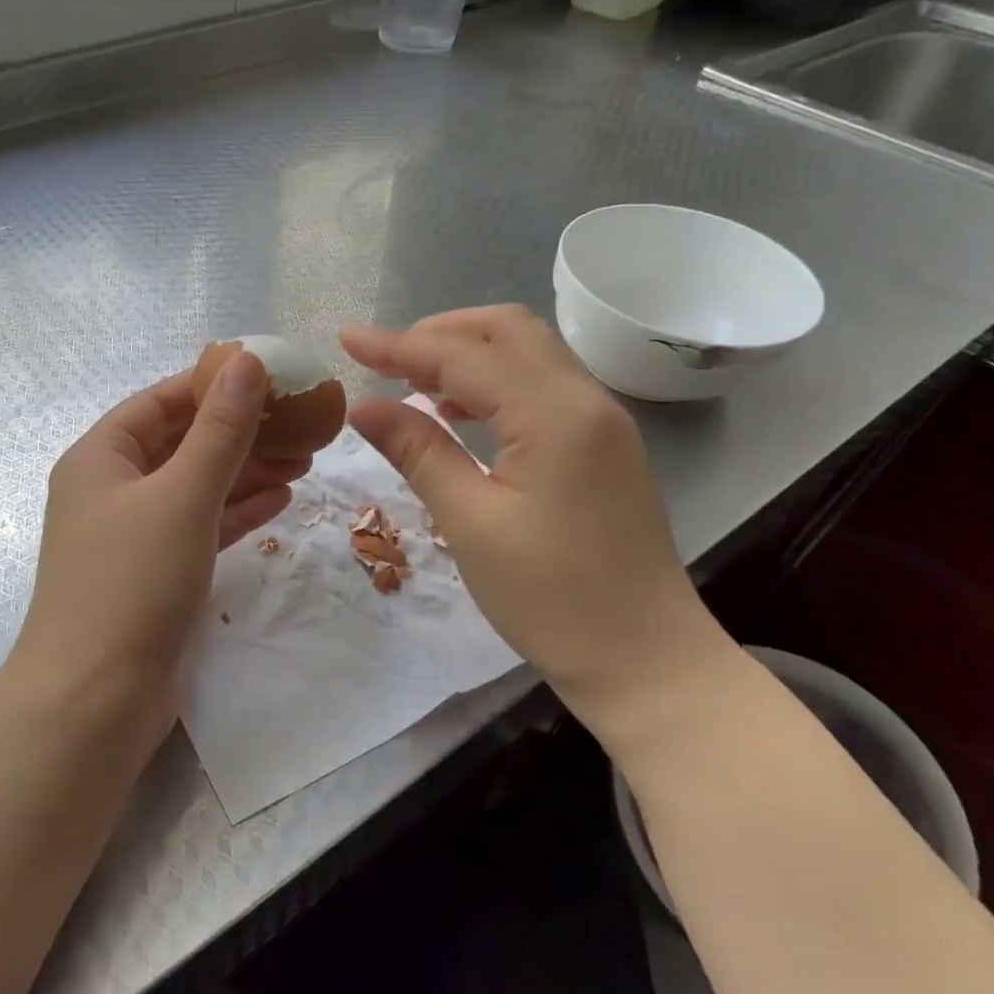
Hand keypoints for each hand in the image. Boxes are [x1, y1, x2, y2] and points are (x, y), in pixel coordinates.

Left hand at [11, 353, 306, 744]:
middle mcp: (113, 489)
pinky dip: (238, 512)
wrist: (95, 700)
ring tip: (305, 458)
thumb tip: (247, 360)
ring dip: (247, 471)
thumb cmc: (132, 582)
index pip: (161, 401)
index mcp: (101, 457)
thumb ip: (219, 430)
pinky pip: (202, 526)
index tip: (270, 377)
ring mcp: (135, 534)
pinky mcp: (157, 572)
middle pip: (183, 443)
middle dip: (240, 432)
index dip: (213, 384)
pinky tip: (282, 499)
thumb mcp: (182, 495)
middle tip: (301, 424)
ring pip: (197, 486)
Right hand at [340, 306, 734, 731]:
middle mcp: (586, 400)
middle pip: (508, 331)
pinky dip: (495, 385)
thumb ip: (418, 452)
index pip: (464, 356)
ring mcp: (603, 421)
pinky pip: (543, 388)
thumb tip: (363, 406)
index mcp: (554, 414)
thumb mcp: (471, 524)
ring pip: (529, 355)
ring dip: (468, 356)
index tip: (347, 339)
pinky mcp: (604, 446)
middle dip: (440, 334)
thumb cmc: (552, 599)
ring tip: (413, 385)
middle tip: (386, 362)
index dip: (399, 345)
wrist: (646, 662)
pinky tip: (460, 416)